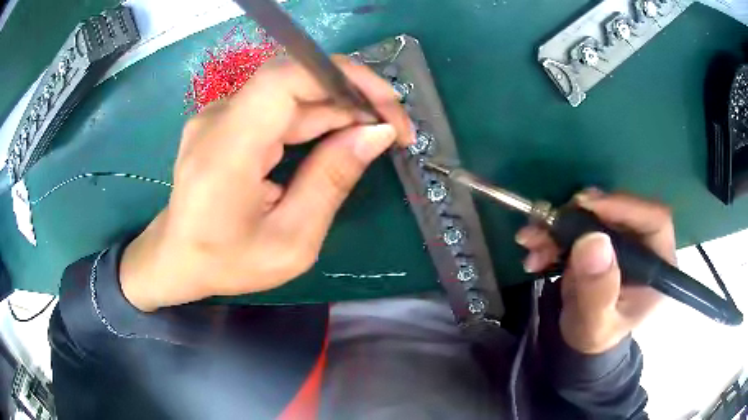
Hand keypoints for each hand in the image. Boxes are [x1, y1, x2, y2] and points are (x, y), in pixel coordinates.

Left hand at [120, 56, 413, 311]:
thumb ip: (331, 181)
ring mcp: (218, 116)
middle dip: (352, 98)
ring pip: (289, 93)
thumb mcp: (291, 241)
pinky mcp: (224, 122)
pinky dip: (314, 117)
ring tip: (374, 135)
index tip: (387, 104)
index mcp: (228, 149)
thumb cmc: (227, 262)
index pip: (286, 78)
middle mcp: (219, 119)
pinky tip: (339, 137)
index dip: (343, 77)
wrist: (176, 258)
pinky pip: (276, 107)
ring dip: (337, 109)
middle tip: (393, 129)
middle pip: (295, 82)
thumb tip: (376, 134)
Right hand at [516, 190, 675, 353]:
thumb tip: (594, 241)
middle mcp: (644, 245)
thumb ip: (597, 291)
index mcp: (658, 266)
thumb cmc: (595, 337)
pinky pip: (579, 224)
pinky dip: (554, 232)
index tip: (587, 207)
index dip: (623, 206)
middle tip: (550, 222)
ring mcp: (622, 240)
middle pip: (620, 211)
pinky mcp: (603, 239)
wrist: (581, 341)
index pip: (654, 220)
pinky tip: (535, 249)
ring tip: (531, 241)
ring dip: (560, 224)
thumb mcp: (595, 324)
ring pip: (595, 214)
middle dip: (580, 215)